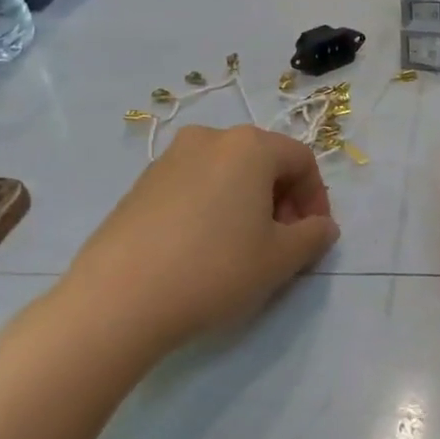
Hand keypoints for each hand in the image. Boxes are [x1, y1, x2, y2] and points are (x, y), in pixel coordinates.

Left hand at [49, 125, 338, 369]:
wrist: (117, 300)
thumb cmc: (214, 270)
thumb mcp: (280, 259)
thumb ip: (314, 236)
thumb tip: (322, 227)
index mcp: (249, 146)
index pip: (301, 160)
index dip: (316, 198)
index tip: (313, 235)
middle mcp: (209, 139)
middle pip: (264, 161)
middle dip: (282, 200)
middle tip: (282, 242)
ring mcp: (169, 159)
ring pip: (227, 173)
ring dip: (247, 203)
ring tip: (243, 248)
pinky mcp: (140, 184)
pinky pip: (194, 186)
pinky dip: (213, 208)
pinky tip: (203, 249)